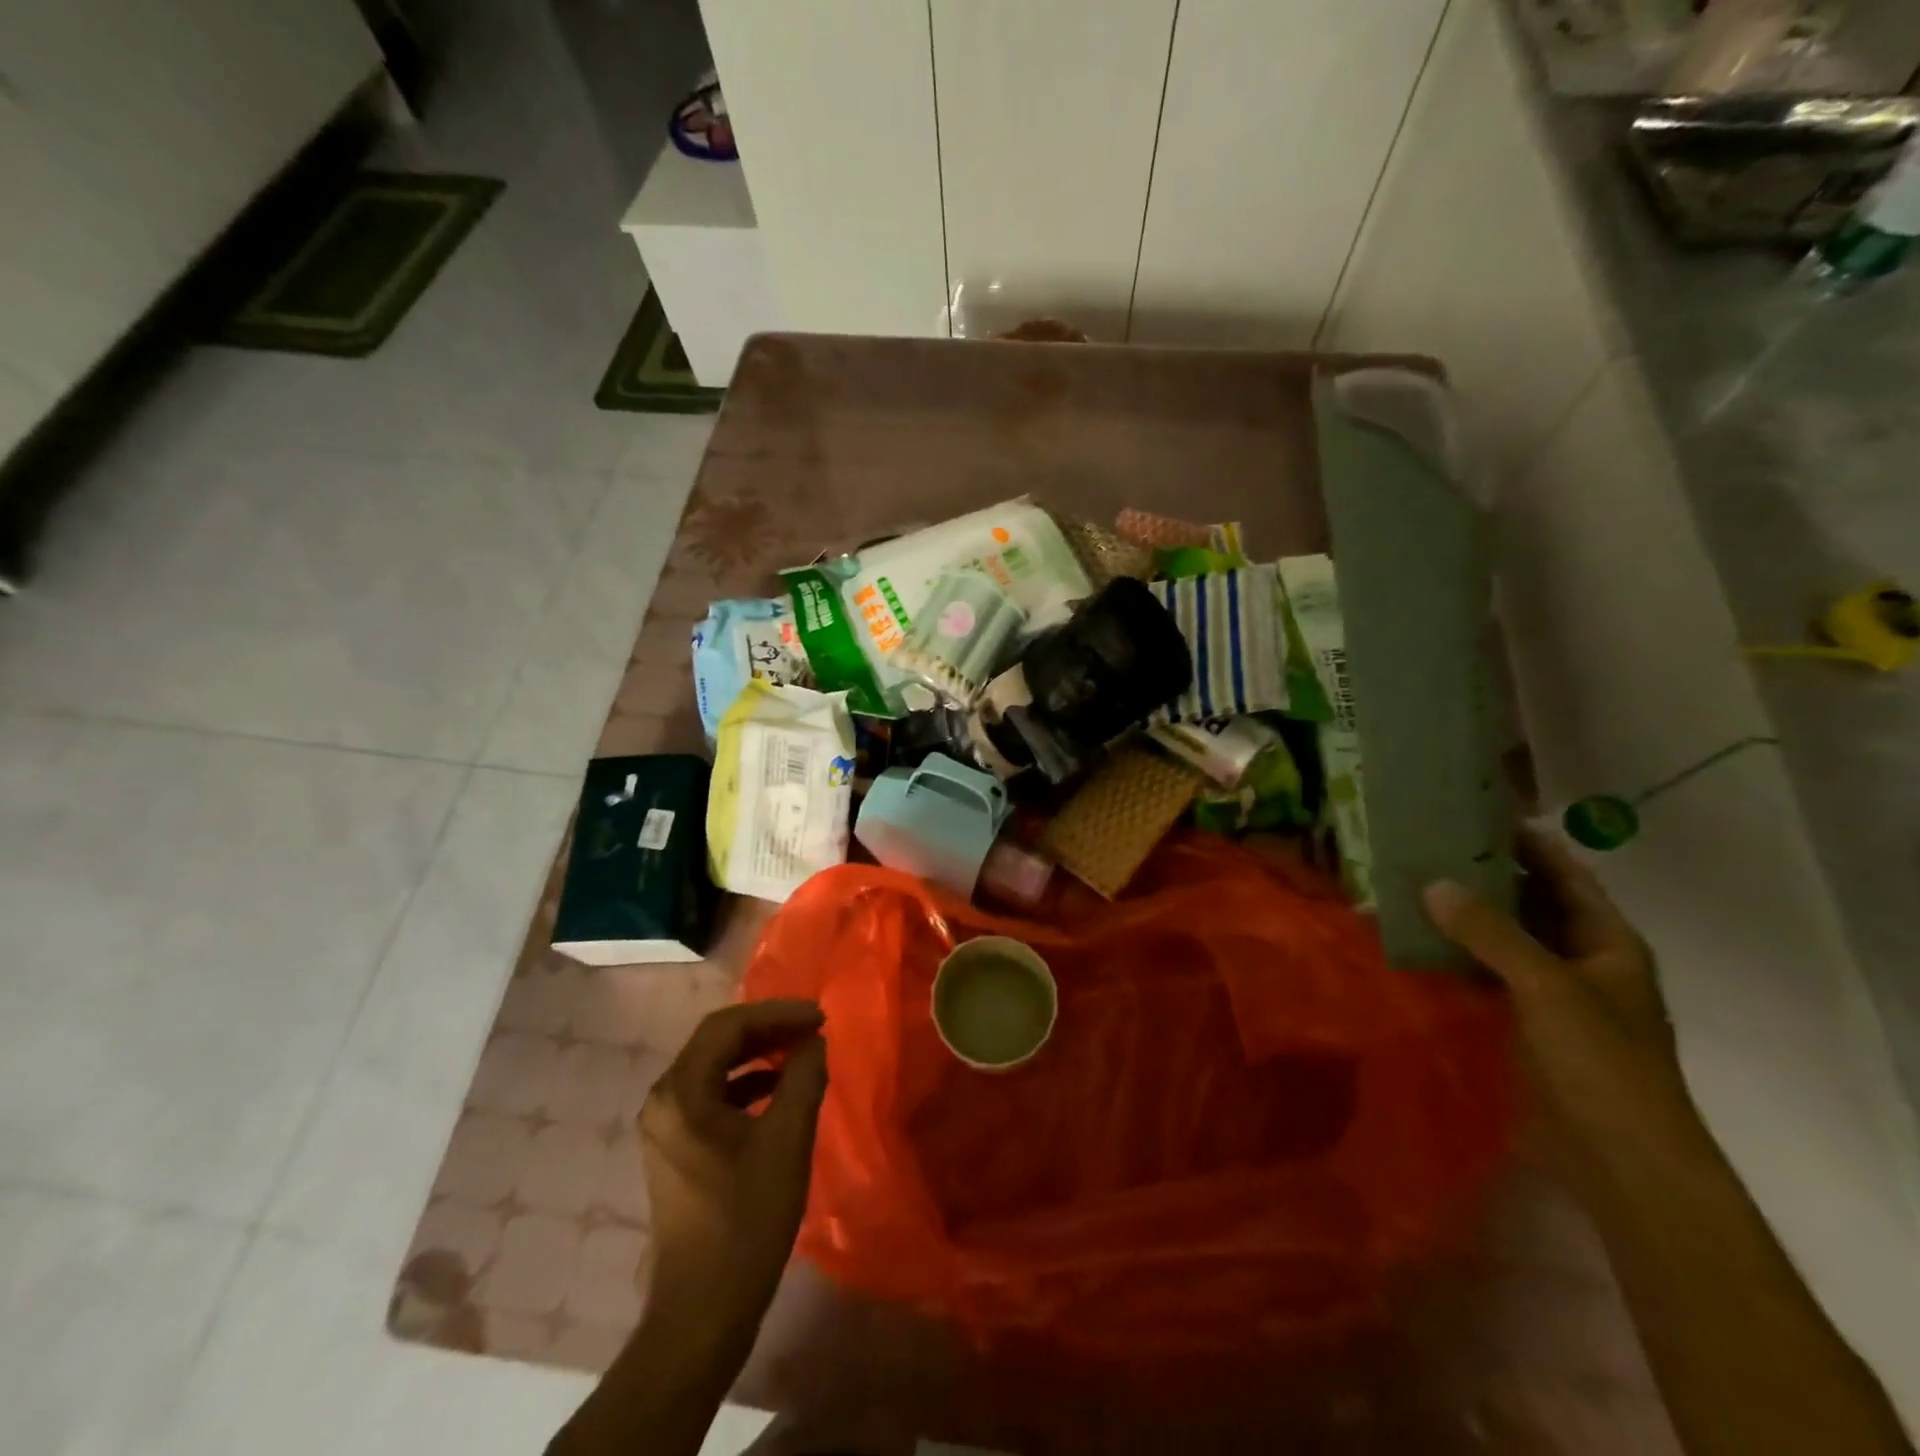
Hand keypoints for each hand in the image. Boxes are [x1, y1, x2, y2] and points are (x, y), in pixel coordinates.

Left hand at [639, 999, 828, 1341]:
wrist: (702, 1313)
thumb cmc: (745, 1220)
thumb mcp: (786, 1141)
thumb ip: (803, 1079)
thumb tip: (814, 1042)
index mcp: (680, 1092)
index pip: (728, 1026)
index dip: (777, 1014)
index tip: (819, 1017)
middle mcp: (664, 1100)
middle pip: (718, 1042)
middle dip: (768, 1030)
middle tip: (813, 1030)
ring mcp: (665, 1127)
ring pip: (715, 1068)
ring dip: (758, 1054)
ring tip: (801, 1053)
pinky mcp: (676, 1149)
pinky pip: (713, 1095)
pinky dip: (747, 1084)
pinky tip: (778, 1091)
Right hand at [1424, 829, 1705, 1179]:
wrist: (1617, 1161)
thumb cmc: (1601, 1063)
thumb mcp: (1547, 987)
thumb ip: (1489, 933)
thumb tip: (1433, 883)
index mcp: (1605, 943)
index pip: (1564, 875)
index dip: (1526, 843)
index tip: (1473, 812)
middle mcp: (1575, 960)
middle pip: (1526, 903)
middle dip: (1479, 876)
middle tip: (1423, 845)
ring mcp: (1544, 994)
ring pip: (1496, 940)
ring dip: (1457, 917)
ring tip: (1403, 884)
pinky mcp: (1514, 1023)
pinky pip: (1476, 975)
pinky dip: (1447, 956)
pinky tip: (1407, 940)